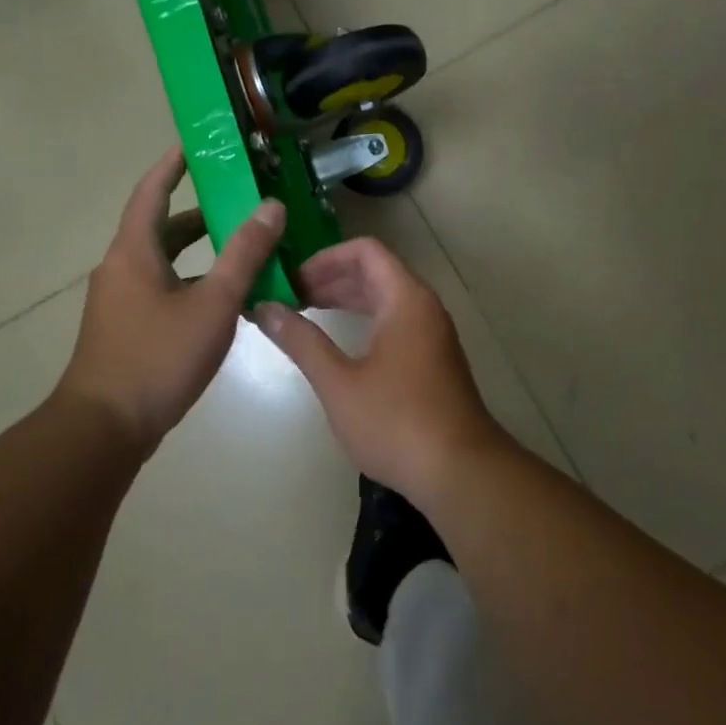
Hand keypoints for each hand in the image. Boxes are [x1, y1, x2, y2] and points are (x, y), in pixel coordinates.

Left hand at [59, 147, 285, 454]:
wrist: (105, 428)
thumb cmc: (158, 357)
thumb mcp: (213, 303)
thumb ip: (244, 254)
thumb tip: (270, 206)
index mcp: (134, 251)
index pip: (152, 190)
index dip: (173, 163)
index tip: (197, 143)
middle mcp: (122, 268)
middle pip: (162, 227)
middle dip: (200, 212)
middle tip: (241, 200)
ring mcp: (121, 300)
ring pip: (165, 261)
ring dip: (200, 251)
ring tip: (244, 248)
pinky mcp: (127, 328)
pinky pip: (163, 288)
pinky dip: (193, 282)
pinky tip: (226, 300)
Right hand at [253, 236, 507, 504]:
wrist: (460, 472)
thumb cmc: (396, 422)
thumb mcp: (339, 382)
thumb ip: (301, 341)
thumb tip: (265, 309)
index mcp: (405, 299)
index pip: (365, 251)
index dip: (325, 258)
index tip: (292, 279)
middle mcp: (423, 307)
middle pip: (375, 272)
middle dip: (331, 279)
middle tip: (290, 297)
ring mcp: (432, 333)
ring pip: (385, 298)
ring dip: (347, 300)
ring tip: (306, 313)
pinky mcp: (434, 359)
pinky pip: (395, 321)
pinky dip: (365, 320)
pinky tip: (340, 344)